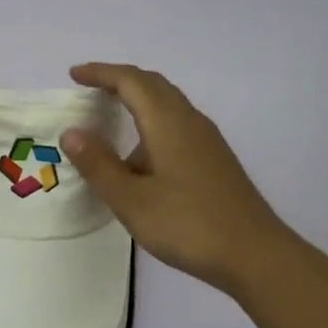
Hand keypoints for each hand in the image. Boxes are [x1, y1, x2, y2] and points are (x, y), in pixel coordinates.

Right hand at [62, 62, 295, 294]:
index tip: (74, 75)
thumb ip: (99, 165)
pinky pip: (177, 124)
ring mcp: (207, 140)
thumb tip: (71, 132)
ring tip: (111, 123)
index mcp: (167, 123)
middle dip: (119, 80)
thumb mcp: (131, 200)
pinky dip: (152, 123)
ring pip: (168, 104)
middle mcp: (189, 121)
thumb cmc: (188, 225)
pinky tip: (142, 159)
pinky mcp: (215, 159)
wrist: (255, 254)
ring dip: (138, 102)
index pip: (130, 81)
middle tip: (90, 89)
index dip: (100, 73)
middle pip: (152, 84)